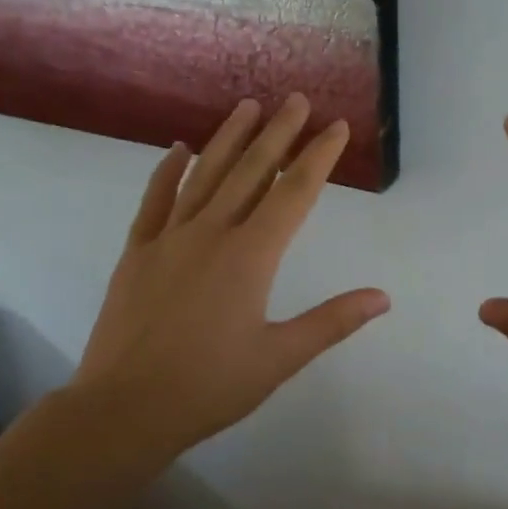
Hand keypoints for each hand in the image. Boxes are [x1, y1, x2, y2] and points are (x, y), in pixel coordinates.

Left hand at [68, 95, 388, 460]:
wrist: (124, 409)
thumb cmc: (209, 386)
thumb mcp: (280, 357)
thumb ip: (332, 321)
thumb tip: (383, 297)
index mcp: (250, 256)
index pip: (294, 193)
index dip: (319, 157)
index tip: (336, 127)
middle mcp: (211, 234)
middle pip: (251, 171)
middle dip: (278, 133)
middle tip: (296, 99)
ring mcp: (168, 239)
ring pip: (204, 176)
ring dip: (229, 139)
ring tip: (248, 107)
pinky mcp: (137, 252)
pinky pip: (154, 200)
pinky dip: (168, 171)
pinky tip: (178, 148)